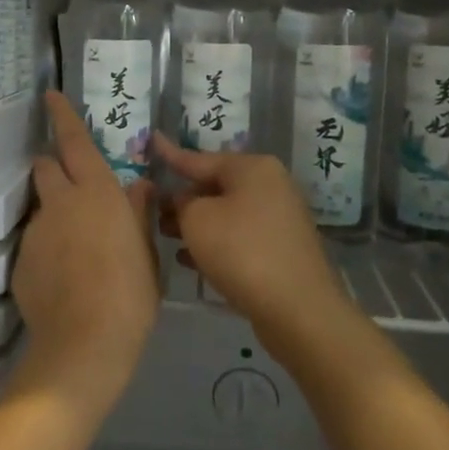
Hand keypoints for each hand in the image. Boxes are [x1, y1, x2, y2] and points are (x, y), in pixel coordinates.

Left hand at [8, 92, 160, 421]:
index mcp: (97, 193)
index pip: (75, 142)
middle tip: (77, 190)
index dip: (63, 116)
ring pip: (42, 207)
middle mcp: (61, 203)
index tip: (51, 96)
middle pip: (47, 166)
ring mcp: (37, 232)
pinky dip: (47, 249)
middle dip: (56, 167)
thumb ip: (138, 213)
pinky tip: (64, 279)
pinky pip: (35, 243)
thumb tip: (139, 186)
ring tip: (77, 251)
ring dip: (56, 214)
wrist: (86, 344)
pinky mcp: (20, 261)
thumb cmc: (130, 294)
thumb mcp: (146, 252)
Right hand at [155, 135, 350, 354]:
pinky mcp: (280, 250)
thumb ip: (181, 203)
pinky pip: (239, 237)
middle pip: (215, 186)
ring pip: (226, 213)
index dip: (170, 154)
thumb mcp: (197, 220)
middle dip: (182, 197)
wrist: (297, 309)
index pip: (199, 158)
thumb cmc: (242, 251)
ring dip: (195, 223)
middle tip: (151, 207)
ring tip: (163, 234)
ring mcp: (279, 219)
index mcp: (252, 168)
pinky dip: (214, 243)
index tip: (152, 140)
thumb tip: (184, 201)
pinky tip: (188, 258)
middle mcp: (270, 186)